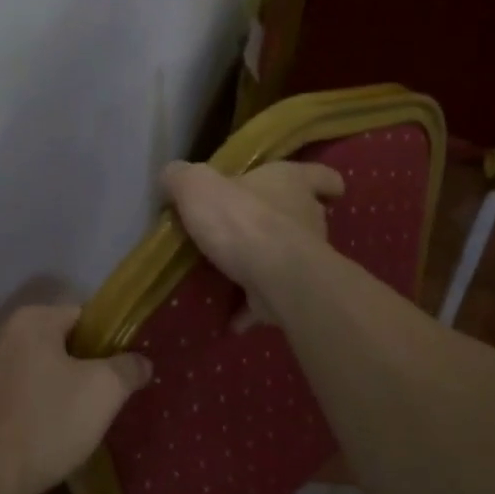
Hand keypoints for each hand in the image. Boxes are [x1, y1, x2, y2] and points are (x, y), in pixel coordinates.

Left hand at [0, 302, 150, 493]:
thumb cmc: (47, 424)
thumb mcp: (104, 393)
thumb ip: (128, 368)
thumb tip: (141, 361)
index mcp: (31, 318)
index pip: (81, 316)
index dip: (103, 344)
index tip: (113, 374)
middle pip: (53, 337)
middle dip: (75, 361)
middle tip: (94, 395)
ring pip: (29, 361)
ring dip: (48, 378)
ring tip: (67, 412)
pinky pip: (8, 384)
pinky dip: (24, 395)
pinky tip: (37, 422)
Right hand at [162, 159, 342, 327]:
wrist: (276, 277)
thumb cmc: (242, 219)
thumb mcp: (197, 186)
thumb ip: (181, 177)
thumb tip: (172, 176)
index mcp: (293, 183)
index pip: (321, 176)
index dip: (320, 181)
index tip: (317, 189)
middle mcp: (308, 217)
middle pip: (304, 216)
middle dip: (280, 223)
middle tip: (246, 231)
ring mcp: (306, 259)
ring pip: (289, 258)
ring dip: (265, 265)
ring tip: (232, 275)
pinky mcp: (296, 294)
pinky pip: (273, 299)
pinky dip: (254, 308)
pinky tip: (230, 317)